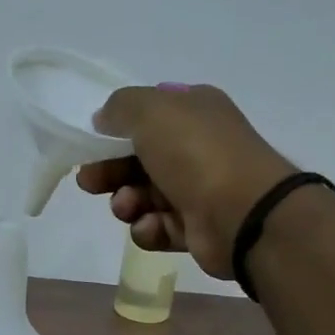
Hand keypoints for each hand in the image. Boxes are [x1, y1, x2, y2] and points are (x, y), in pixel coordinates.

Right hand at [78, 84, 299, 278]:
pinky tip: (152, 226)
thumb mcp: (150, 111)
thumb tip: (104, 120)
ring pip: (143, 195)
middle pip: (138, 159)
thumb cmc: (195, 153)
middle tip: (92, 183)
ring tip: (128, 207)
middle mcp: (197, 147)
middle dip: (110, 171)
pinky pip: (158, 227)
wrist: (243, 214)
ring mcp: (198, 189)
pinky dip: (149, 228)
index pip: (146, 117)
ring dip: (126, 202)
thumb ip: (120, 107)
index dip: (114, 131)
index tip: (91, 147)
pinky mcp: (196, 228)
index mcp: (193, 111)